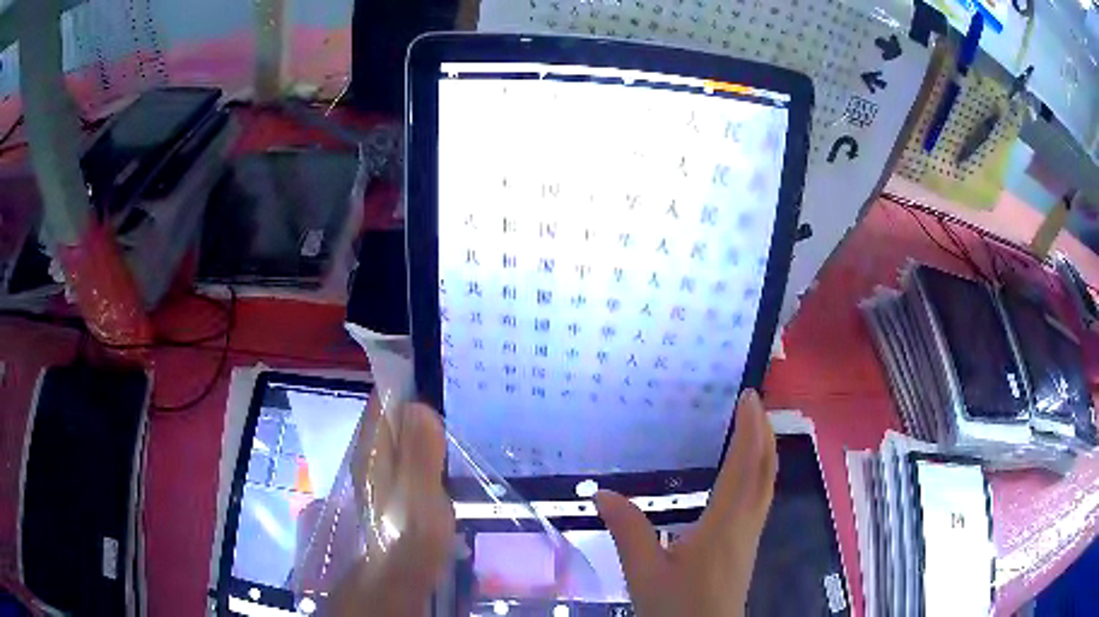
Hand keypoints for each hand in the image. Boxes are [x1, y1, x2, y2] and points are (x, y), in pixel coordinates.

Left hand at [331, 401, 454, 615]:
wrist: (400, 573)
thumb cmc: (410, 533)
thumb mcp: (418, 491)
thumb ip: (418, 449)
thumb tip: (418, 405)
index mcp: (373, 448)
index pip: (383, 397)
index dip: (407, 380)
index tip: (443, 371)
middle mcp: (372, 453)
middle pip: (392, 413)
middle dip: (421, 400)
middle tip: (462, 394)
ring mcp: (381, 470)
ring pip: (402, 432)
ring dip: (425, 423)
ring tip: (461, 416)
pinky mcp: (395, 486)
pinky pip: (410, 452)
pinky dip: (428, 445)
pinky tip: (449, 453)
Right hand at [595, 390, 776, 616]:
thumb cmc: (678, 608)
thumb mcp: (644, 573)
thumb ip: (627, 532)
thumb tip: (601, 493)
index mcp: (724, 525)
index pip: (744, 466)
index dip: (749, 429)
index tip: (749, 397)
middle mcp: (745, 524)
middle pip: (766, 470)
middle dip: (764, 433)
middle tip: (754, 403)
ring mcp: (750, 537)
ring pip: (767, 484)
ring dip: (765, 451)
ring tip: (753, 429)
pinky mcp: (746, 548)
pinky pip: (761, 498)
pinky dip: (760, 473)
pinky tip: (745, 477)